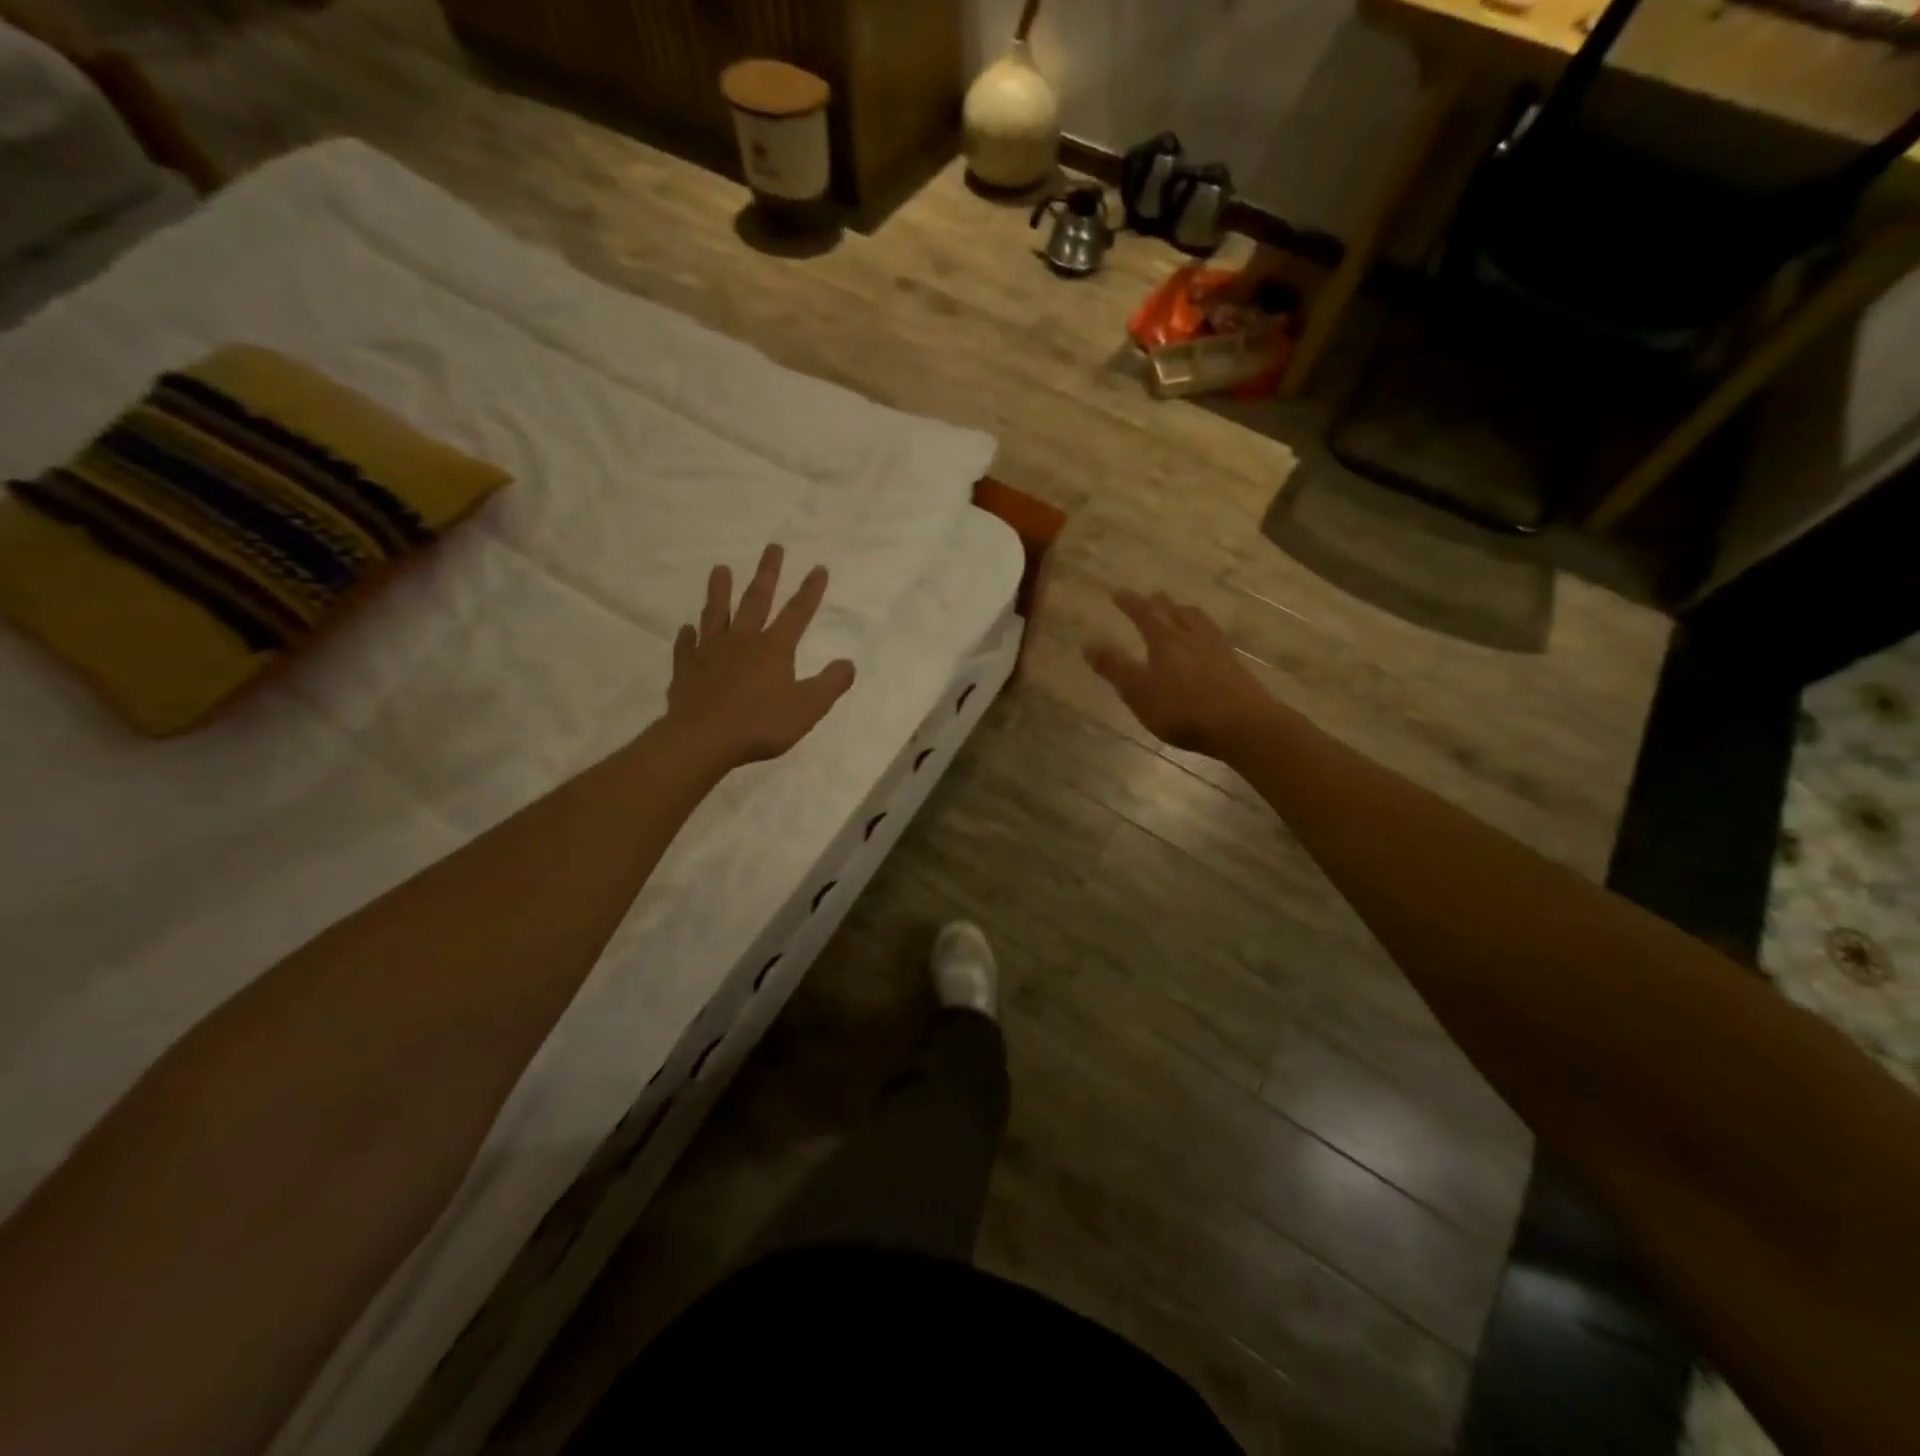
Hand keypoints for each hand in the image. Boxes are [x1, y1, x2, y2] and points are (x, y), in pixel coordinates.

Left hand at [665, 544, 855, 770]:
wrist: (703, 739)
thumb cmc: (761, 723)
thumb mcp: (808, 708)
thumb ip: (830, 684)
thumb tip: (848, 663)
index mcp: (774, 648)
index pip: (797, 613)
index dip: (810, 591)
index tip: (818, 568)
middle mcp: (742, 641)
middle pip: (756, 600)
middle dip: (767, 573)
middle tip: (773, 547)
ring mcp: (710, 652)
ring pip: (716, 614)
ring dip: (720, 590)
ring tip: (720, 569)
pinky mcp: (687, 669)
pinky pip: (687, 647)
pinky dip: (688, 636)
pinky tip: (688, 629)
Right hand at [1085, 590, 1275, 758]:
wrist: (1242, 725)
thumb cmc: (1182, 709)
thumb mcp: (1139, 691)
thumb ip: (1114, 668)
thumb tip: (1088, 642)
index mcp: (1165, 640)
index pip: (1144, 613)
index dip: (1130, 603)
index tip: (1118, 592)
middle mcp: (1192, 636)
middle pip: (1175, 612)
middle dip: (1160, 603)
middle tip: (1152, 596)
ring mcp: (1217, 649)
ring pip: (1199, 621)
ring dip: (1186, 612)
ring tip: (1181, 610)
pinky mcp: (1234, 666)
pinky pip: (1214, 637)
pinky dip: (1204, 631)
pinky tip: (1207, 642)